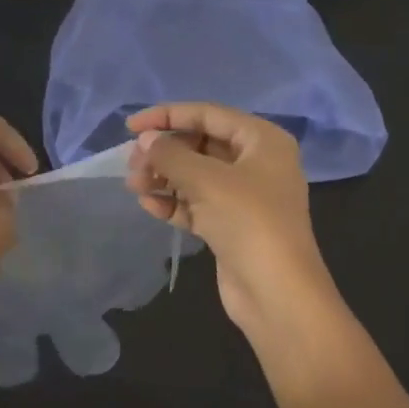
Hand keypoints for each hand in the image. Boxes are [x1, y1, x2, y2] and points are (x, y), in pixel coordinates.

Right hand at [125, 103, 336, 338]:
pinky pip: (196, 204)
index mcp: (262, 141)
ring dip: (163, 178)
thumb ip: (170, 154)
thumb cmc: (248, 221)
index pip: (208, 114)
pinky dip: (172, 202)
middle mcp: (255, 163)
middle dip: (163, 152)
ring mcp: (244, 196)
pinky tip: (148, 206)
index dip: (167, 116)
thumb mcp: (206, 180)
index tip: (131, 126)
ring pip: (194, 175)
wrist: (277, 293)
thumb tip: (146, 141)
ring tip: (134, 186)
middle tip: (132, 163)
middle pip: (200, 145)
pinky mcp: (230, 225)